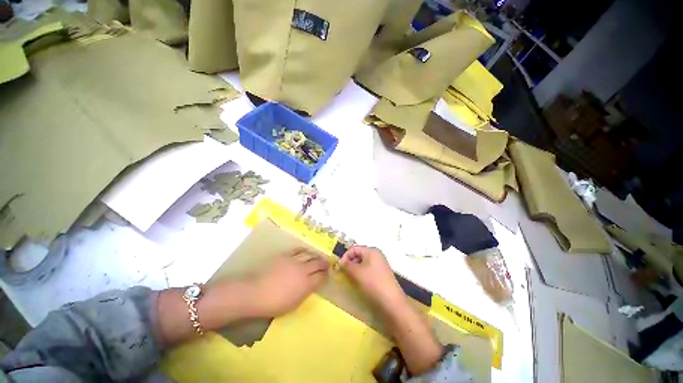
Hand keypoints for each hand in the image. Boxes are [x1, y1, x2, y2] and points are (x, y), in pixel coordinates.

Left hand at [249, 248, 328, 317]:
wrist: (254, 292)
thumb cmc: (273, 303)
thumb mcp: (293, 303)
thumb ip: (305, 291)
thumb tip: (312, 284)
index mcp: (306, 284)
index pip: (321, 277)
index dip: (326, 274)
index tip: (328, 273)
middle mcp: (303, 270)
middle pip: (318, 263)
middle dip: (324, 263)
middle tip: (328, 263)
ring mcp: (294, 261)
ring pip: (310, 255)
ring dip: (316, 255)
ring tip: (319, 256)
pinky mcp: (286, 255)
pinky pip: (299, 250)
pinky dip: (305, 251)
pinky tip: (306, 251)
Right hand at [339, 246, 405, 310]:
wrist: (392, 301)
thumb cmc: (373, 283)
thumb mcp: (357, 272)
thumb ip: (347, 265)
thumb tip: (341, 262)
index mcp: (371, 250)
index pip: (354, 248)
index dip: (345, 256)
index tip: (339, 267)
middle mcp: (376, 254)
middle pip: (359, 254)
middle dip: (350, 262)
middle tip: (343, 273)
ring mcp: (380, 264)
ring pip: (363, 262)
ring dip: (355, 268)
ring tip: (350, 278)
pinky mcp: (381, 273)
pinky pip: (368, 269)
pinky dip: (361, 273)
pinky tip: (359, 281)